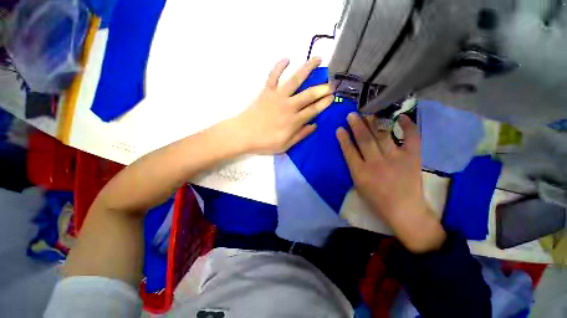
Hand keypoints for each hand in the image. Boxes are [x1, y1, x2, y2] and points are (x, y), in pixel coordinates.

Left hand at [232, 58, 333, 154]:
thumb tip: (314, 125)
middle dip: (322, 88)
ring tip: (318, 59)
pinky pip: (273, 75)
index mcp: (294, 121)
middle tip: (332, 82)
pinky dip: (279, 66)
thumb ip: (300, 135)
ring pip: (295, 80)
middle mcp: (288, 106)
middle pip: (309, 94)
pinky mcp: (266, 91)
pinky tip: (287, 58)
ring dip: (307, 68)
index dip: (324, 103)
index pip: (314, 110)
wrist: (243, 134)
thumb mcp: (285, 145)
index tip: (333, 97)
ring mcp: (277, 96)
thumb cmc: (265, 142)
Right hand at [336, 113, 445, 252]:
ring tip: (369, 113)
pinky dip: (407, 126)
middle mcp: (376, 163)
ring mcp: (395, 159)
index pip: (349, 151)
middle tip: (352, 114)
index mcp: (360, 173)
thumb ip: (354, 167)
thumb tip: (352, 149)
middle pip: (364, 140)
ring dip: (374, 122)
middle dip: (356, 125)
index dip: (343, 138)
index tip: (340, 128)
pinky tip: (401, 116)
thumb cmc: (376, 200)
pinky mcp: (412, 158)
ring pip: (382, 135)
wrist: (404, 210)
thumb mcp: (358, 186)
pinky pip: (411, 137)